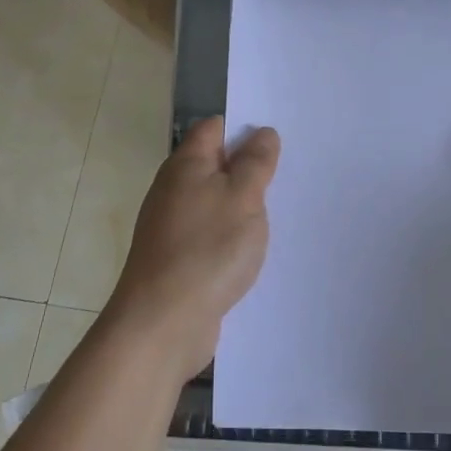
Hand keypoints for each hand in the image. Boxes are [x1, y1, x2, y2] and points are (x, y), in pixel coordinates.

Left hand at [102, 116, 280, 385]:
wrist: (163, 323)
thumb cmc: (207, 250)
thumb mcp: (243, 198)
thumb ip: (255, 163)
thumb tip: (262, 133)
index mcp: (186, 165)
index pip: (214, 128)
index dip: (244, 127)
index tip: (278, 139)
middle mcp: (173, 189)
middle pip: (214, 165)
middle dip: (248, 168)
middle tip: (288, 174)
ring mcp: (172, 226)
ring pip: (214, 202)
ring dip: (242, 206)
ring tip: (280, 212)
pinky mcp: (177, 259)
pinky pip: (210, 234)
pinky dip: (231, 236)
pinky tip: (253, 250)